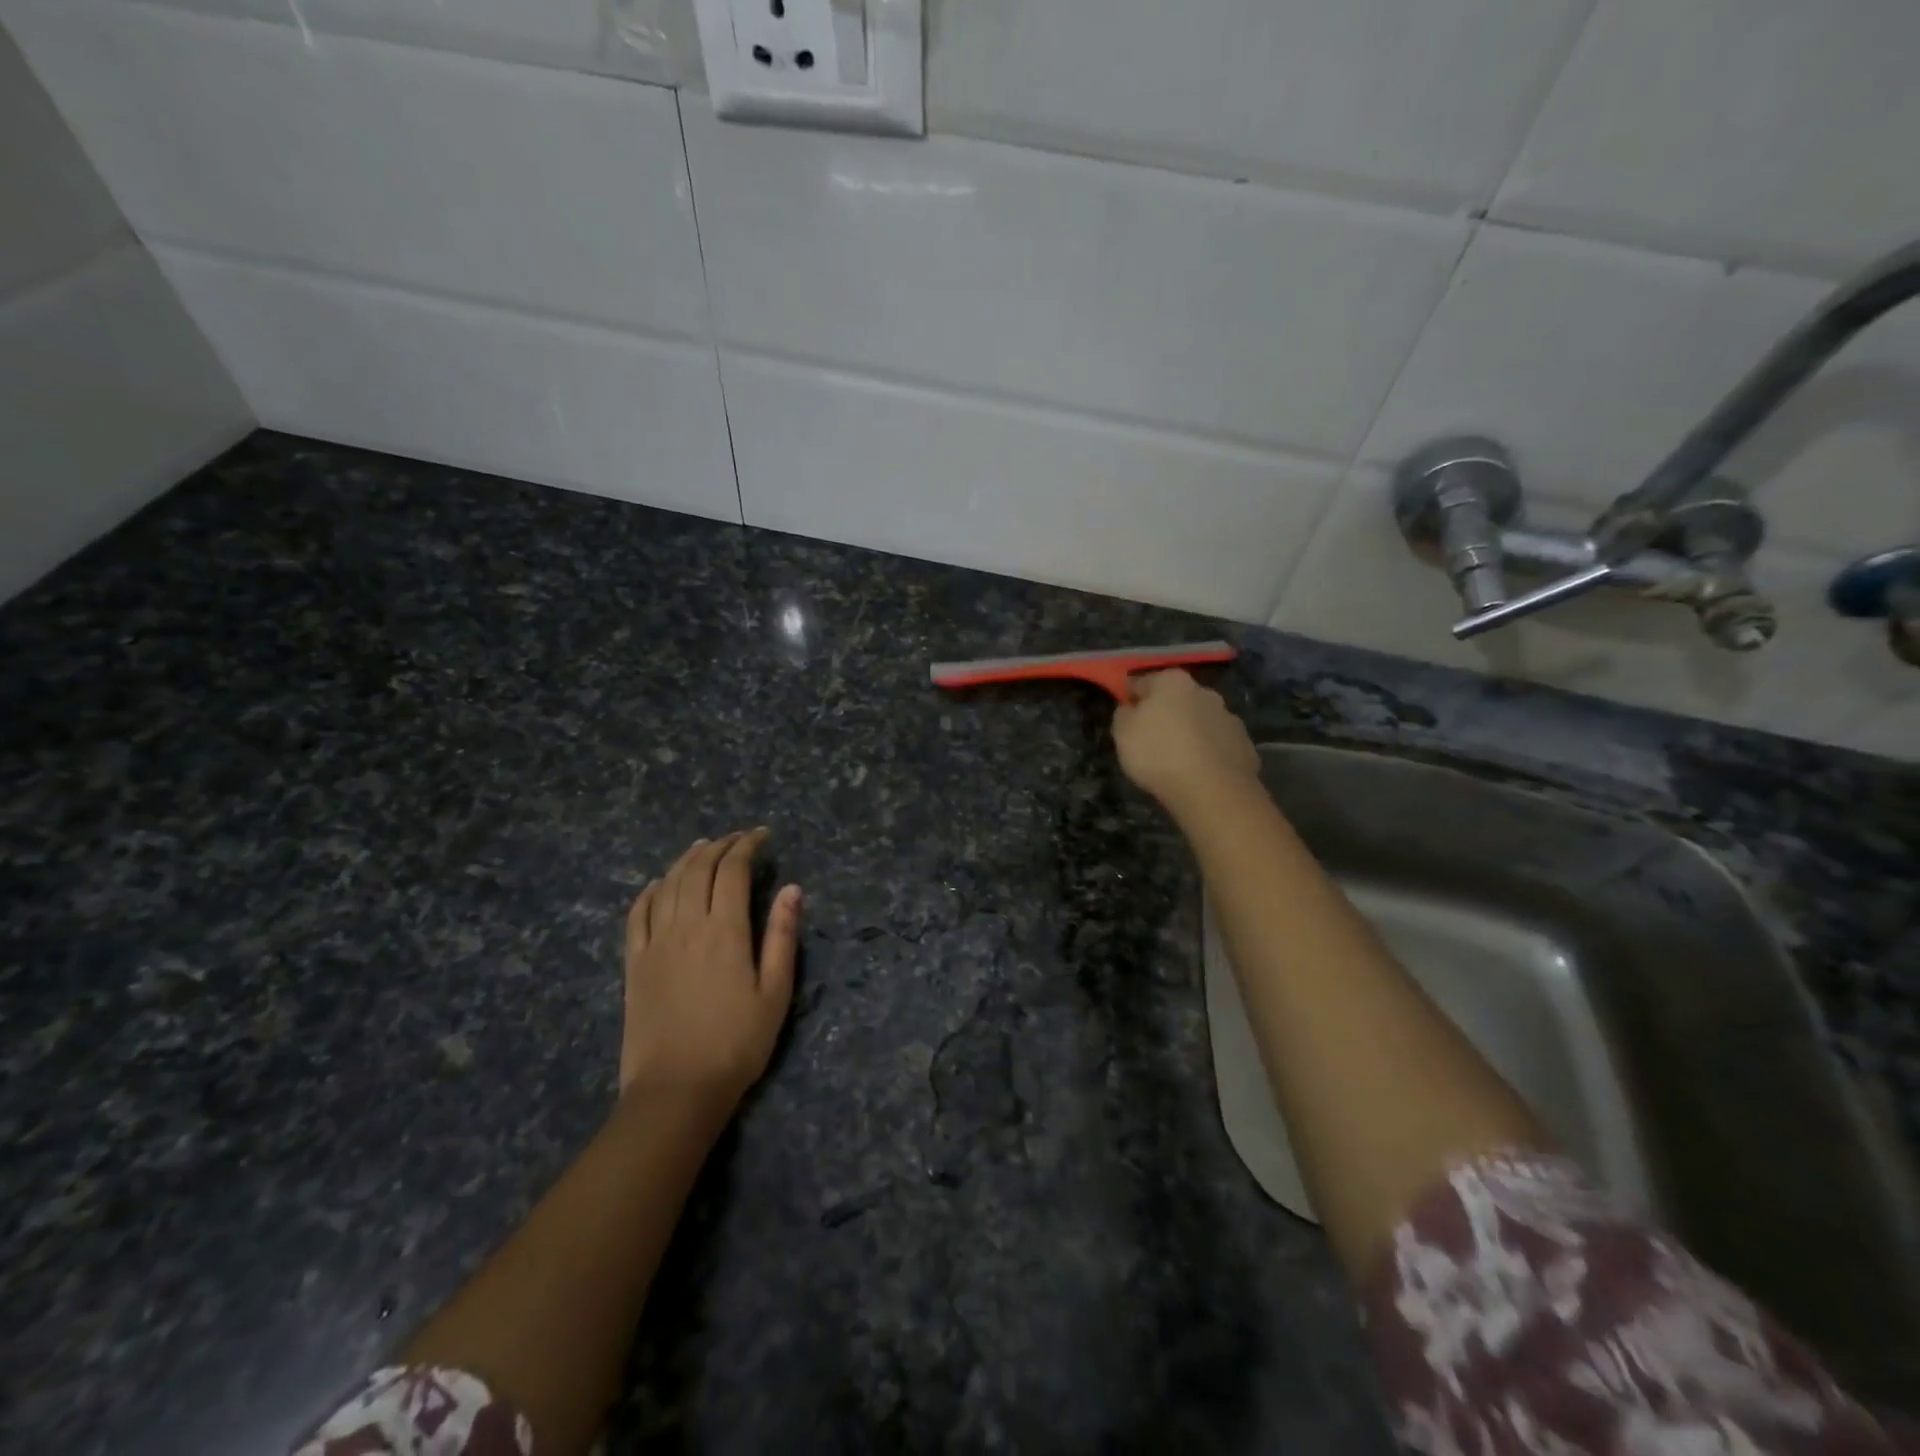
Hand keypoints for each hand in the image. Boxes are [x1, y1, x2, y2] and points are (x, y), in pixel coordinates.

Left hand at [620, 829, 801, 1109]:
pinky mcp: (634, 963)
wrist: (677, 1089)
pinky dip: (651, 890)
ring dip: (687, 859)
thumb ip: (782, 936)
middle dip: (719, 846)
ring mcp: (655, 943)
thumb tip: (792, 889)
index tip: (761, 836)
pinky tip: (660, 884)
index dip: (747, 846)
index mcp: (725, 930)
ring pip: (669, 884)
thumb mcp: (775, 992)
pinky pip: (638, 913)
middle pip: (698, 869)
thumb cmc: (737, 1043)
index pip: (733, 870)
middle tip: (736, 839)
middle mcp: (687, 925)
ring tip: (702, 848)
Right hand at [1113, 669, 1259, 814]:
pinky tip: (1198, 773)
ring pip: (1200, 721)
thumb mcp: (1122, 733)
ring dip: (1189, 733)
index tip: (1126, 719)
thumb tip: (1132, 708)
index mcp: (1172, 681)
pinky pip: (1217, 745)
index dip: (1131, 700)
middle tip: (1150, 741)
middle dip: (1164, 714)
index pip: (1142, 682)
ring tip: (1176, 761)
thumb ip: (1124, 714)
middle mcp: (1204, 691)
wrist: (1212, 790)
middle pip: (1176, 699)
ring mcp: (1229, 717)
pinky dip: (1208, 753)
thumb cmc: (1158, 754)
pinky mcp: (1244, 744)